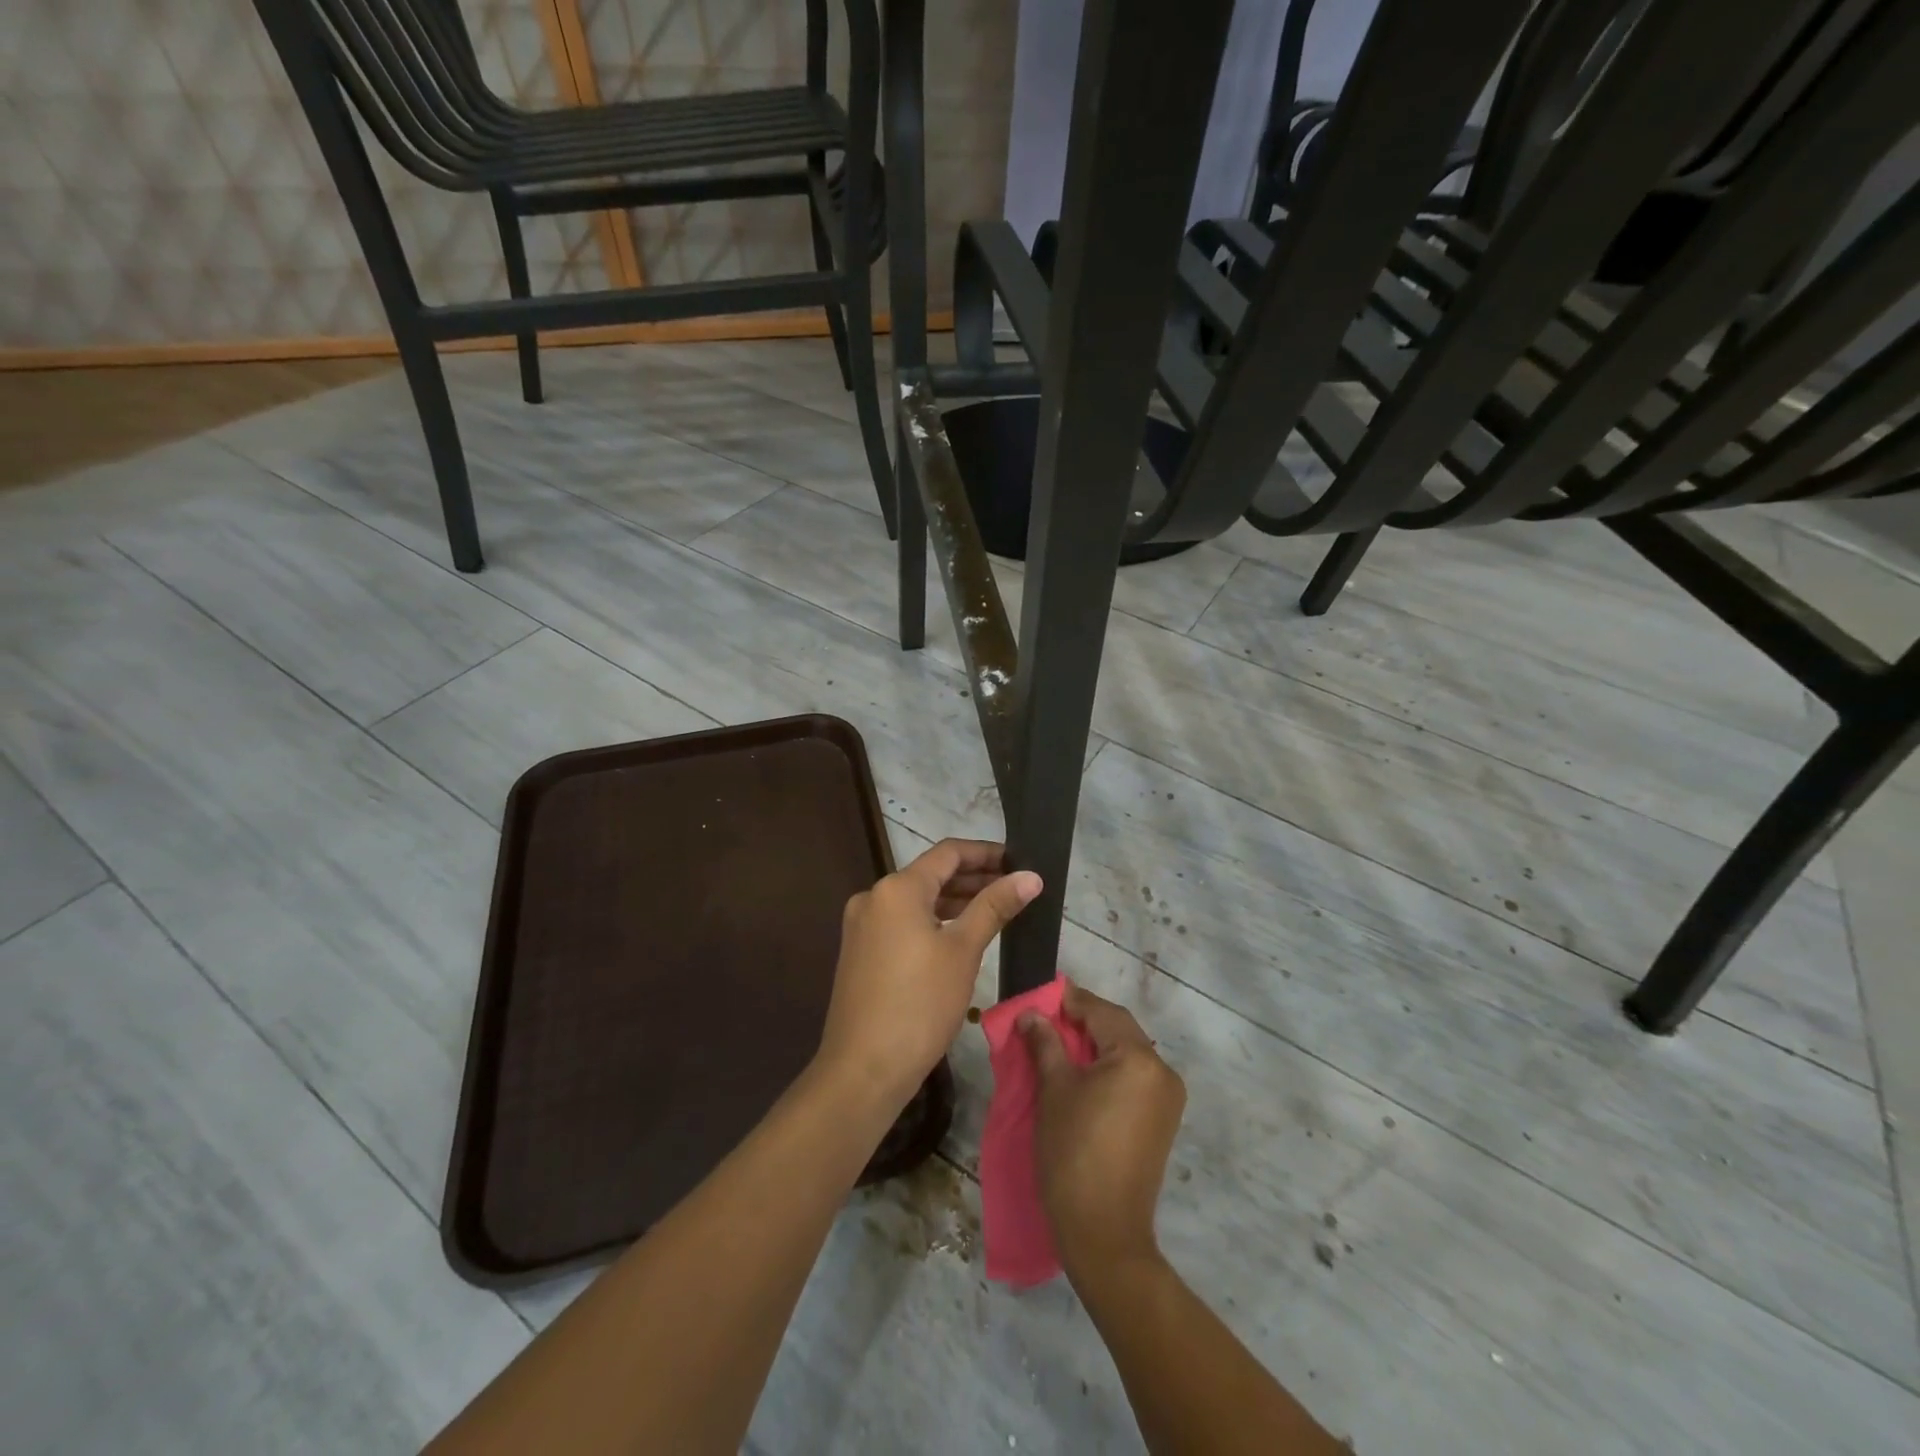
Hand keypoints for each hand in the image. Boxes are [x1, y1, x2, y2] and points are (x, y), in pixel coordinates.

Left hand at [817, 839, 1041, 1110]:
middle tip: (1015, 887)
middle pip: (931, 874)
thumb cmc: (920, 1004)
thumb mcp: (963, 951)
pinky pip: (903, 922)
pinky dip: (933, 921)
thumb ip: (995, 906)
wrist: (863, 1068)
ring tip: (996, 910)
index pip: (948, 853)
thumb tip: (1030, 875)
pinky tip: (960, 936)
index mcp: (897, 888)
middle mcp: (874, 896)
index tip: (1019, 860)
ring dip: (955, 901)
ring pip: (917, 900)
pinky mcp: (860, 951)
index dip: (986, 852)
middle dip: (974, 878)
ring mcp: (863, 925)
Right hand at [1021, 982, 1185, 1281]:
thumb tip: (1031, 1014)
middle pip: (1118, 1029)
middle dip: (1082, 1020)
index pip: (1101, 1011)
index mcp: (1139, 1058)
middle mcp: (1162, 1070)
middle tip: (1045, 1019)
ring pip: (1127, 1052)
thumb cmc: (1073, 1152)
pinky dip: (1108, 1066)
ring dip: (1095, 1043)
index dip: (1069, 1000)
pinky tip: (1081, 1072)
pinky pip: (1134, 1076)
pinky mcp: (1162, 1120)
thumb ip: (1045, 1044)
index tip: (1040, 997)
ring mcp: (1167, 1098)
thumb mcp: (1053, 1090)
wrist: (1104, 1233)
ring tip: (1057, 1044)